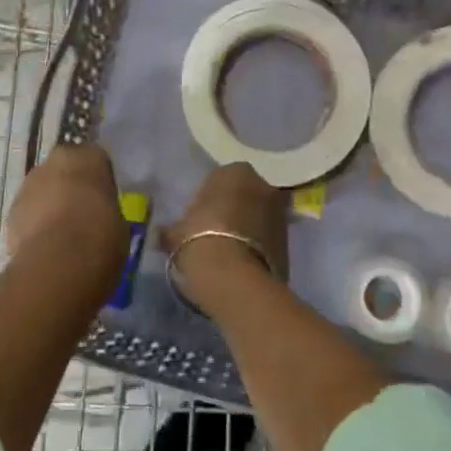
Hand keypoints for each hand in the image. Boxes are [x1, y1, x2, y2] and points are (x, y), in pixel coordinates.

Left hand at [7, 144, 128, 279]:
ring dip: (49, 203)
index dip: (98, 180)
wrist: (60, 262)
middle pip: (64, 169)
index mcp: (89, 156)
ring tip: (62, 234)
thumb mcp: (118, 220)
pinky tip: (45, 245)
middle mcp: (56, 160)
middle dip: (70, 186)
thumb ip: (105, 208)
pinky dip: (34, 224)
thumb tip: (98, 216)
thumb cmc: (101, 235)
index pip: (95, 159)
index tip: (102, 199)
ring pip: (43, 189)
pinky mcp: (11, 210)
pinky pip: (28, 212)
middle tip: (82, 213)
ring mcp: (29, 183)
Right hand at [165, 163, 287, 317]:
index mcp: (235, 172)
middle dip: (234, 210)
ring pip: (259, 217)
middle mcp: (263, 186)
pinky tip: (241, 265)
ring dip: (248, 229)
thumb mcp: (175, 233)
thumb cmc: (199, 240)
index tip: (198, 218)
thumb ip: (172, 229)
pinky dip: (257, 248)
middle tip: (214, 233)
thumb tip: (161, 234)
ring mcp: (280, 214)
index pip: (221, 179)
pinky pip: (268, 240)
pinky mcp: (290, 243)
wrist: (233, 279)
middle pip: (245, 196)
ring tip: (228, 253)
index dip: (209, 199)